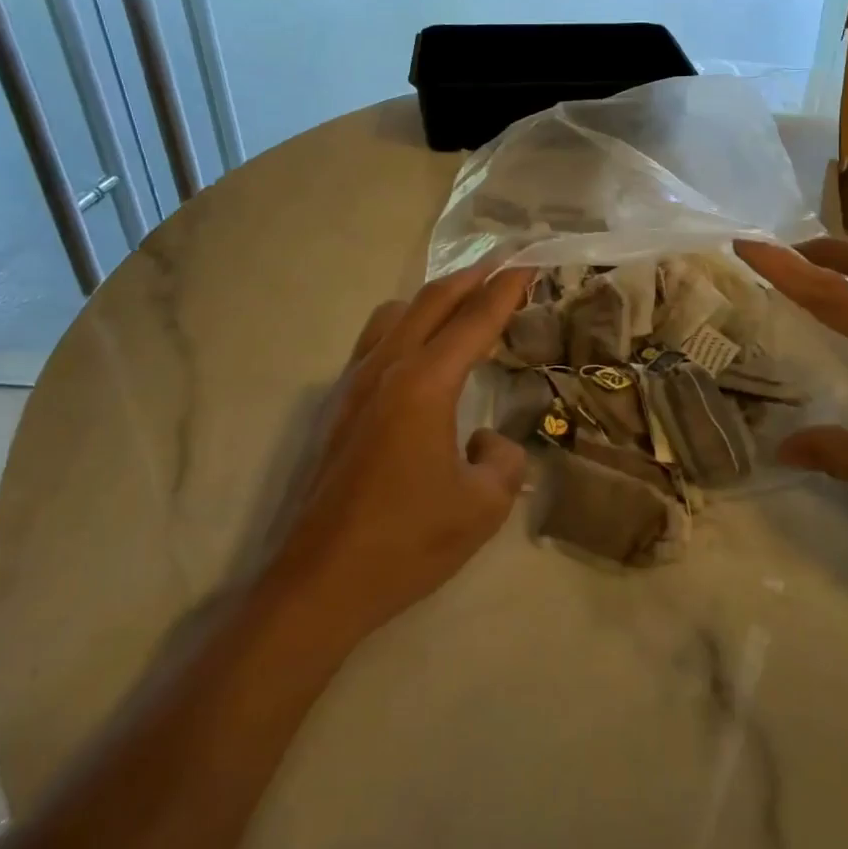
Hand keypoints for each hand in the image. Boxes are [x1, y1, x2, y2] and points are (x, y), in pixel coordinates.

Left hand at [271, 262, 534, 635]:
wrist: (318, 584)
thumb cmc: (406, 544)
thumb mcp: (482, 508)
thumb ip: (503, 460)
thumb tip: (489, 439)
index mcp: (424, 385)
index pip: (475, 321)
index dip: (506, 290)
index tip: (529, 264)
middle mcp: (386, 369)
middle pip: (432, 301)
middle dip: (472, 278)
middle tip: (504, 265)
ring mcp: (352, 384)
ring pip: (395, 314)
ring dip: (434, 299)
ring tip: (463, 305)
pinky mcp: (335, 406)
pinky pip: (375, 341)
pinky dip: (406, 326)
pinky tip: (420, 356)